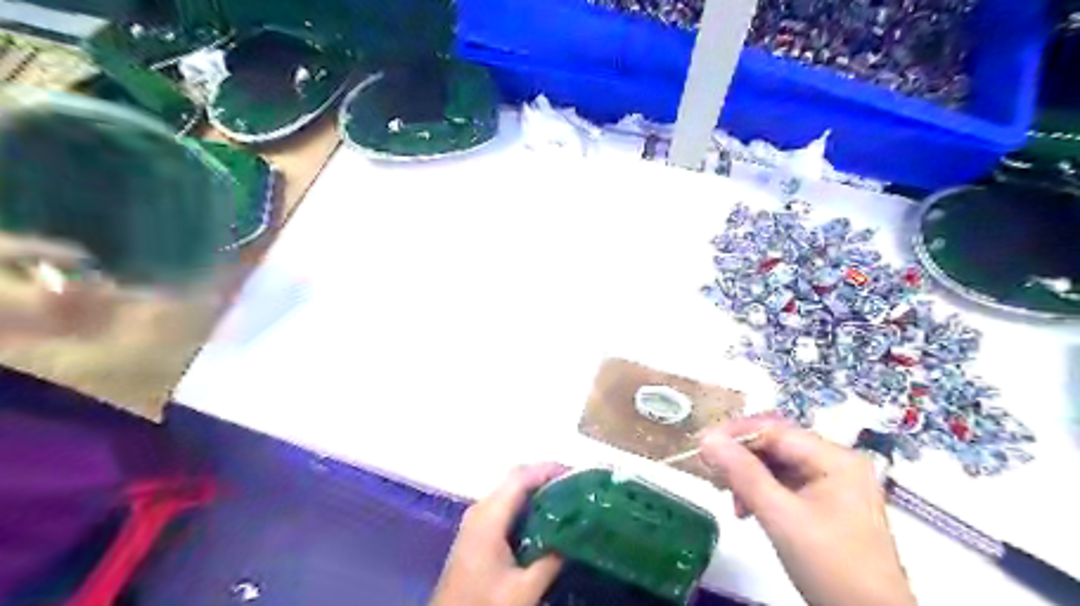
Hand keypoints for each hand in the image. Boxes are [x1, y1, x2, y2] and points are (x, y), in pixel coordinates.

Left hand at [430, 464, 567, 605]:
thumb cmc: (484, 604)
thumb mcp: (524, 589)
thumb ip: (551, 560)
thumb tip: (576, 536)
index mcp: (489, 517)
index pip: (520, 478)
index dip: (548, 470)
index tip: (575, 473)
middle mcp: (480, 509)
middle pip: (515, 479)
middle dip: (545, 477)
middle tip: (575, 485)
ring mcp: (476, 519)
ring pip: (509, 490)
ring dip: (536, 489)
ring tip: (565, 497)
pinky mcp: (477, 531)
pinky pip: (505, 504)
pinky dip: (526, 502)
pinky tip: (544, 516)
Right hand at [700, 416, 917, 605]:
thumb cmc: (830, 565)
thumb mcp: (781, 517)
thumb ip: (742, 473)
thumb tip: (707, 439)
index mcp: (835, 458)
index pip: (775, 430)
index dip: (735, 433)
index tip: (700, 443)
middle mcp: (836, 463)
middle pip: (776, 445)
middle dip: (740, 456)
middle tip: (709, 469)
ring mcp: (833, 484)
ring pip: (778, 465)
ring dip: (748, 476)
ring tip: (727, 495)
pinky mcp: (826, 505)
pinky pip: (785, 484)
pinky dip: (761, 491)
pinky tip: (746, 508)